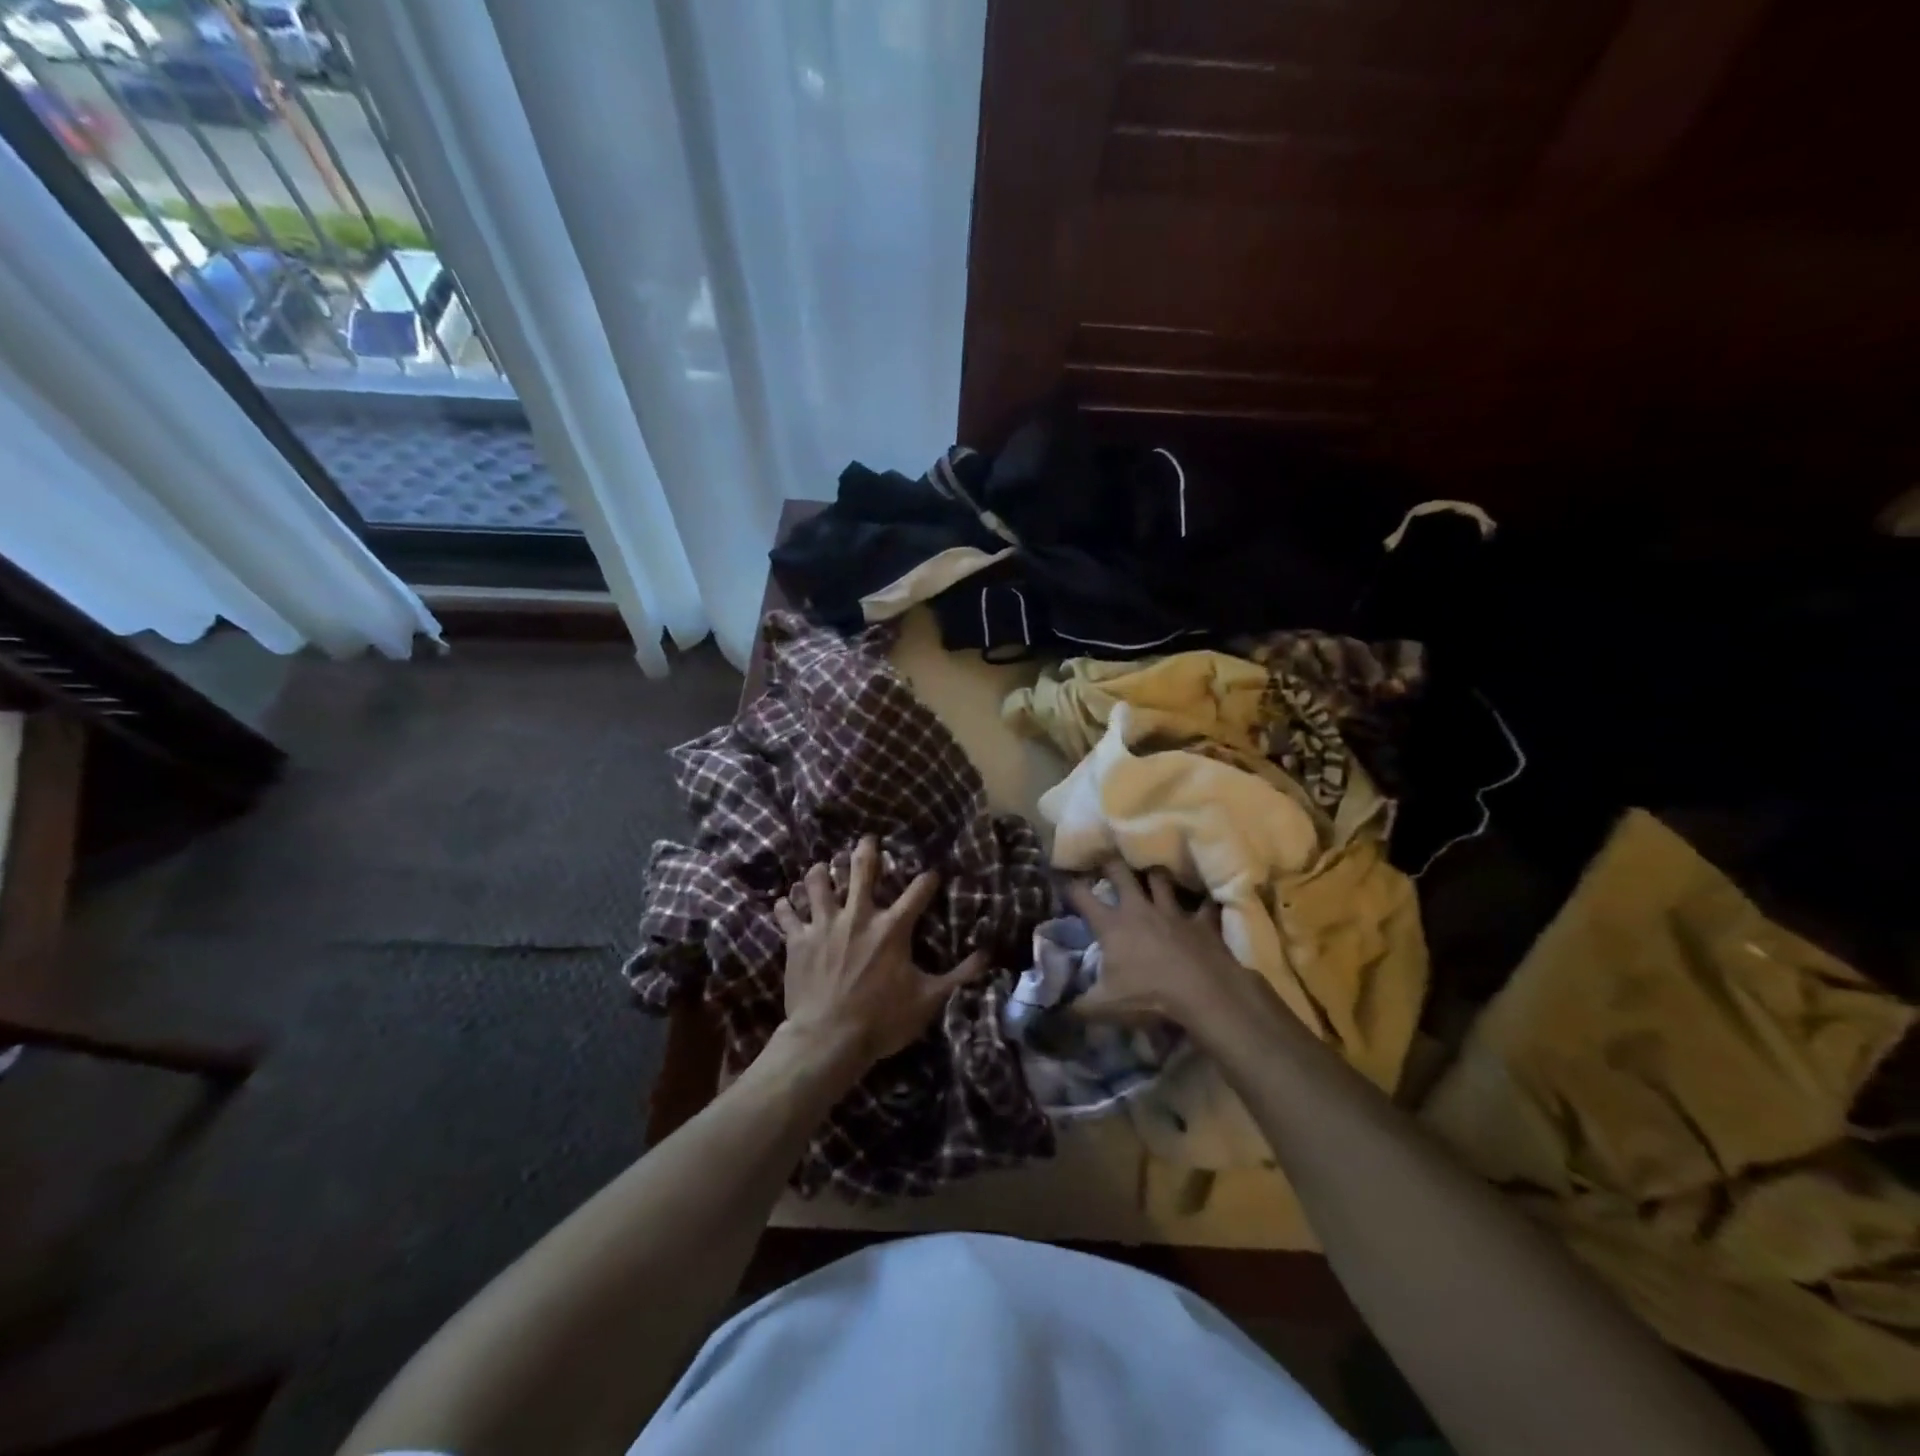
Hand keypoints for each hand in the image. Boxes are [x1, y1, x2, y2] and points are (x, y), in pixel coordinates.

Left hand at [774, 835, 988, 1073]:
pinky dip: (786, 906)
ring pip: (818, 883)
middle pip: (861, 871)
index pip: (917, 892)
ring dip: (820, 872)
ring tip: (821, 866)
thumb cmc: (881, 1020)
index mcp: (892, 928)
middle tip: (867, 839)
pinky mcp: (798, 940)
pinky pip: (787, 914)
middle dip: (866, 851)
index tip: (932, 873)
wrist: (828, 1039)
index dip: (928, 878)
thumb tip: (987, 955)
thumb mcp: (928, 1000)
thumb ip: (958, 976)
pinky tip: (784, 902)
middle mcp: (858, 916)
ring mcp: (824, 925)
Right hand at [1065, 860, 1257, 1037]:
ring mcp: (1173, 911)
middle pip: (1120, 873)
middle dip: (1110, 864)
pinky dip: (1202, 904)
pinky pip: (1203, 906)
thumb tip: (1053, 1011)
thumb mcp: (1104, 1007)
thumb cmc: (1148, 996)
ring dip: (1154, 876)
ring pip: (1160, 879)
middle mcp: (1139, 909)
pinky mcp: (1201, 921)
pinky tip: (1203, 904)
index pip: (1082, 895)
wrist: (1203, 994)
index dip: (1069, 883)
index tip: (1062, 875)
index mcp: (1111, 925)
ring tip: (1151, 874)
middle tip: (1106, 860)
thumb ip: (1077, 1007)